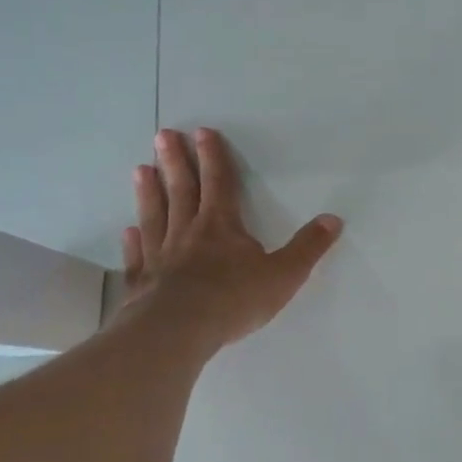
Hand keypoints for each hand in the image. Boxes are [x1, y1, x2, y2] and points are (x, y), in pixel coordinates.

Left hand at [115, 127, 342, 349]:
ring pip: (154, 216)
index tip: (203, 132)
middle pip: (181, 190)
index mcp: (222, 226)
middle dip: (175, 161)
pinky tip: (128, 231)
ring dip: (149, 192)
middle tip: (163, 135)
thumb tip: (333, 220)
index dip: (213, 157)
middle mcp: (187, 232)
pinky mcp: (142, 283)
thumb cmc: (234, 300)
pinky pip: (137, 256)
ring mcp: (160, 256)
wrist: (180, 330)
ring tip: (140, 169)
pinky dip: (132, 242)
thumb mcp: (284, 274)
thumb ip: (307, 247)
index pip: (219, 183)